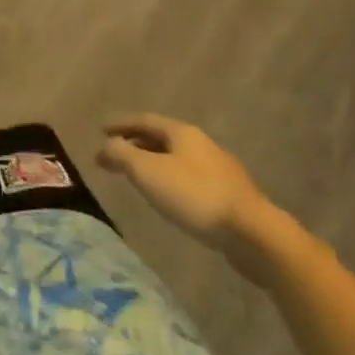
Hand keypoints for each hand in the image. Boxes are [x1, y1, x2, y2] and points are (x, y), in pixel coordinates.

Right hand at [98, 114, 278, 273]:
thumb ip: (122, 154)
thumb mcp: (148, 172)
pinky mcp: (230, 196)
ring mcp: (219, 170)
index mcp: (182, 132)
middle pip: (161, 138)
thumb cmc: (195, 196)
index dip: (120, 123)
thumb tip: (105, 146)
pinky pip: (191, 178)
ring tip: (138, 175)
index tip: (100, 129)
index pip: (144, 120)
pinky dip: (171, 180)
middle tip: (115, 153)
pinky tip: (169, 196)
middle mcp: (201, 144)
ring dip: (154, 162)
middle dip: (136, 143)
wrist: (254, 235)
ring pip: (177, 158)